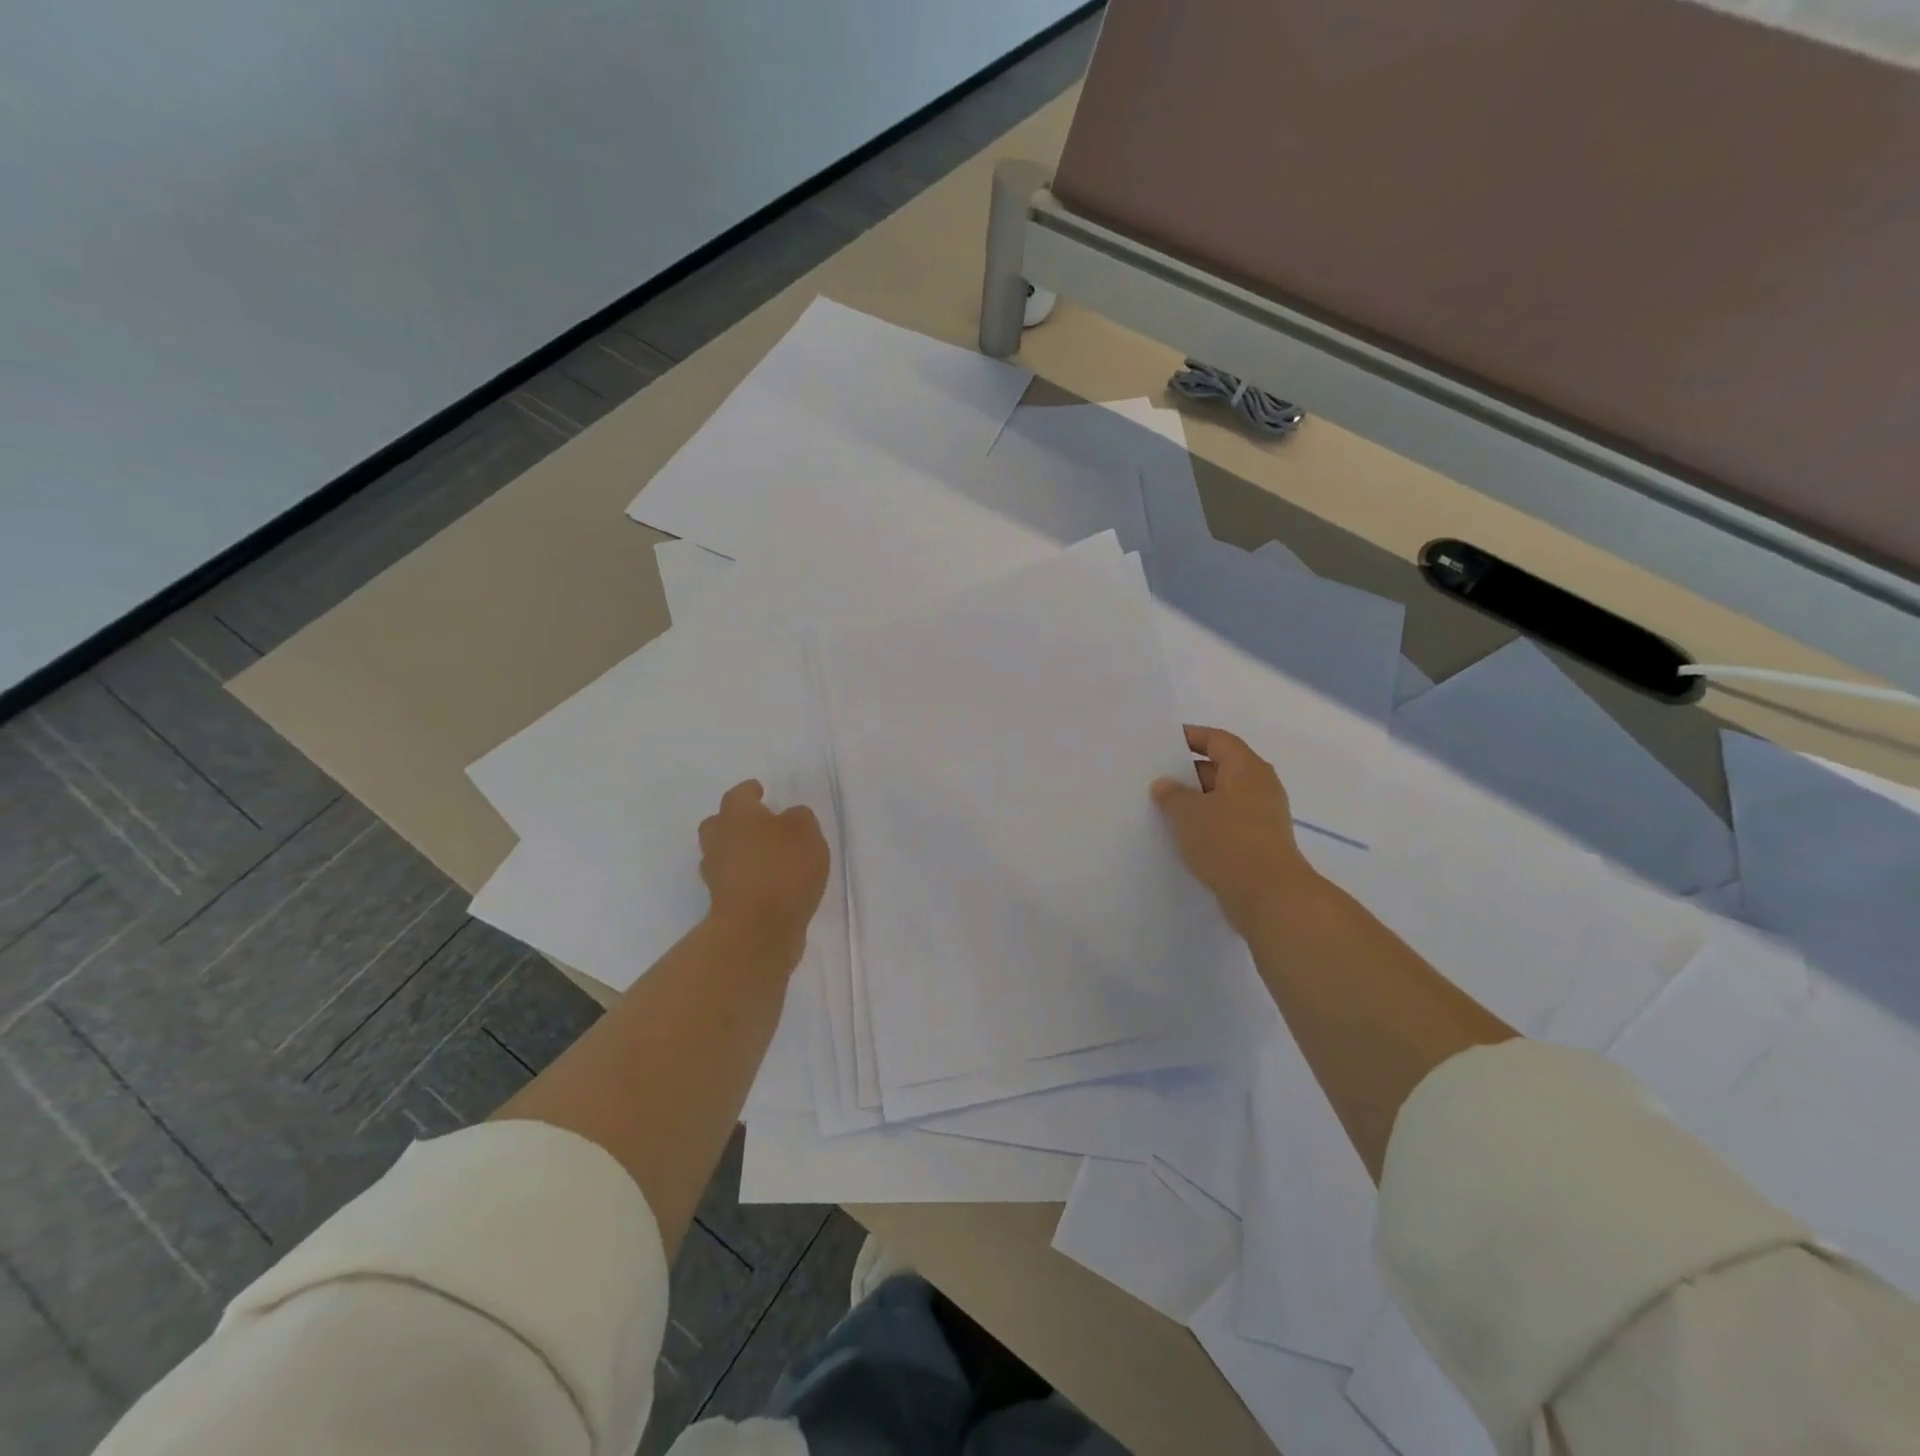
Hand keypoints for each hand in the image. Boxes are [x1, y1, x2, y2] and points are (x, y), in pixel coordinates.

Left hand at [698, 780, 828, 964]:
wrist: (757, 928)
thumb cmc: (783, 868)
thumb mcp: (806, 832)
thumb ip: (799, 818)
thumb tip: (789, 817)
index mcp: (737, 815)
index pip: (739, 795)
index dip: (749, 791)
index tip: (758, 789)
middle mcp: (719, 840)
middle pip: (718, 823)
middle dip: (733, 821)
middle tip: (755, 823)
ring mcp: (716, 874)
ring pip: (721, 853)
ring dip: (736, 851)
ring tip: (763, 855)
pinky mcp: (722, 902)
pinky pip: (731, 880)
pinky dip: (744, 878)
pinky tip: (765, 882)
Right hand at [1152, 725, 1313, 936]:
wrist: (1269, 895)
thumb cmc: (1227, 841)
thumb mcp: (1188, 813)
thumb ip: (1172, 794)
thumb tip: (1165, 784)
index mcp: (1247, 768)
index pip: (1217, 739)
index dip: (1191, 736)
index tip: (1164, 741)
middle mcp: (1260, 786)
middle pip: (1222, 768)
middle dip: (1189, 772)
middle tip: (1156, 777)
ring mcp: (1263, 816)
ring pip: (1224, 798)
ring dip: (1197, 801)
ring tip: (1163, 808)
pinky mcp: (1260, 843)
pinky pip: (1229, 823)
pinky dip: (1207, 824)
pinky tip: (1183, 836)